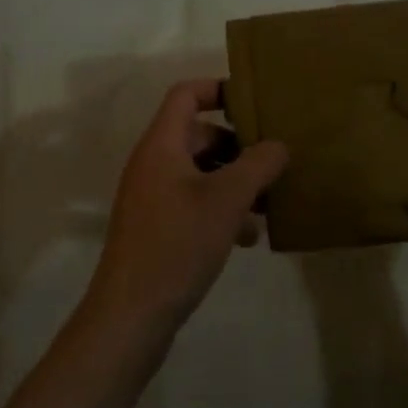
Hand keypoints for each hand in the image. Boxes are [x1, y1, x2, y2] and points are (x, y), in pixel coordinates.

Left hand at [86, 79, 289, 333]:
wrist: (128, 318)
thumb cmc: (177, 244)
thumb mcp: (227, 200)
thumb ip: (257, 165)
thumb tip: (279, 144)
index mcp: (162, 144)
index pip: (186, 94)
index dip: (218, 89)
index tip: (254, 102)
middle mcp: (153, 163)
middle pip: (198, 134)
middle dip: (237, 145)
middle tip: (272, 159)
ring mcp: (152, 197)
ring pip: (200, 172)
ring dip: (233, 181)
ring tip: (268, 204)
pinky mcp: (157, 228)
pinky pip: (194, 202)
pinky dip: (220, 209)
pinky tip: (248, 237)